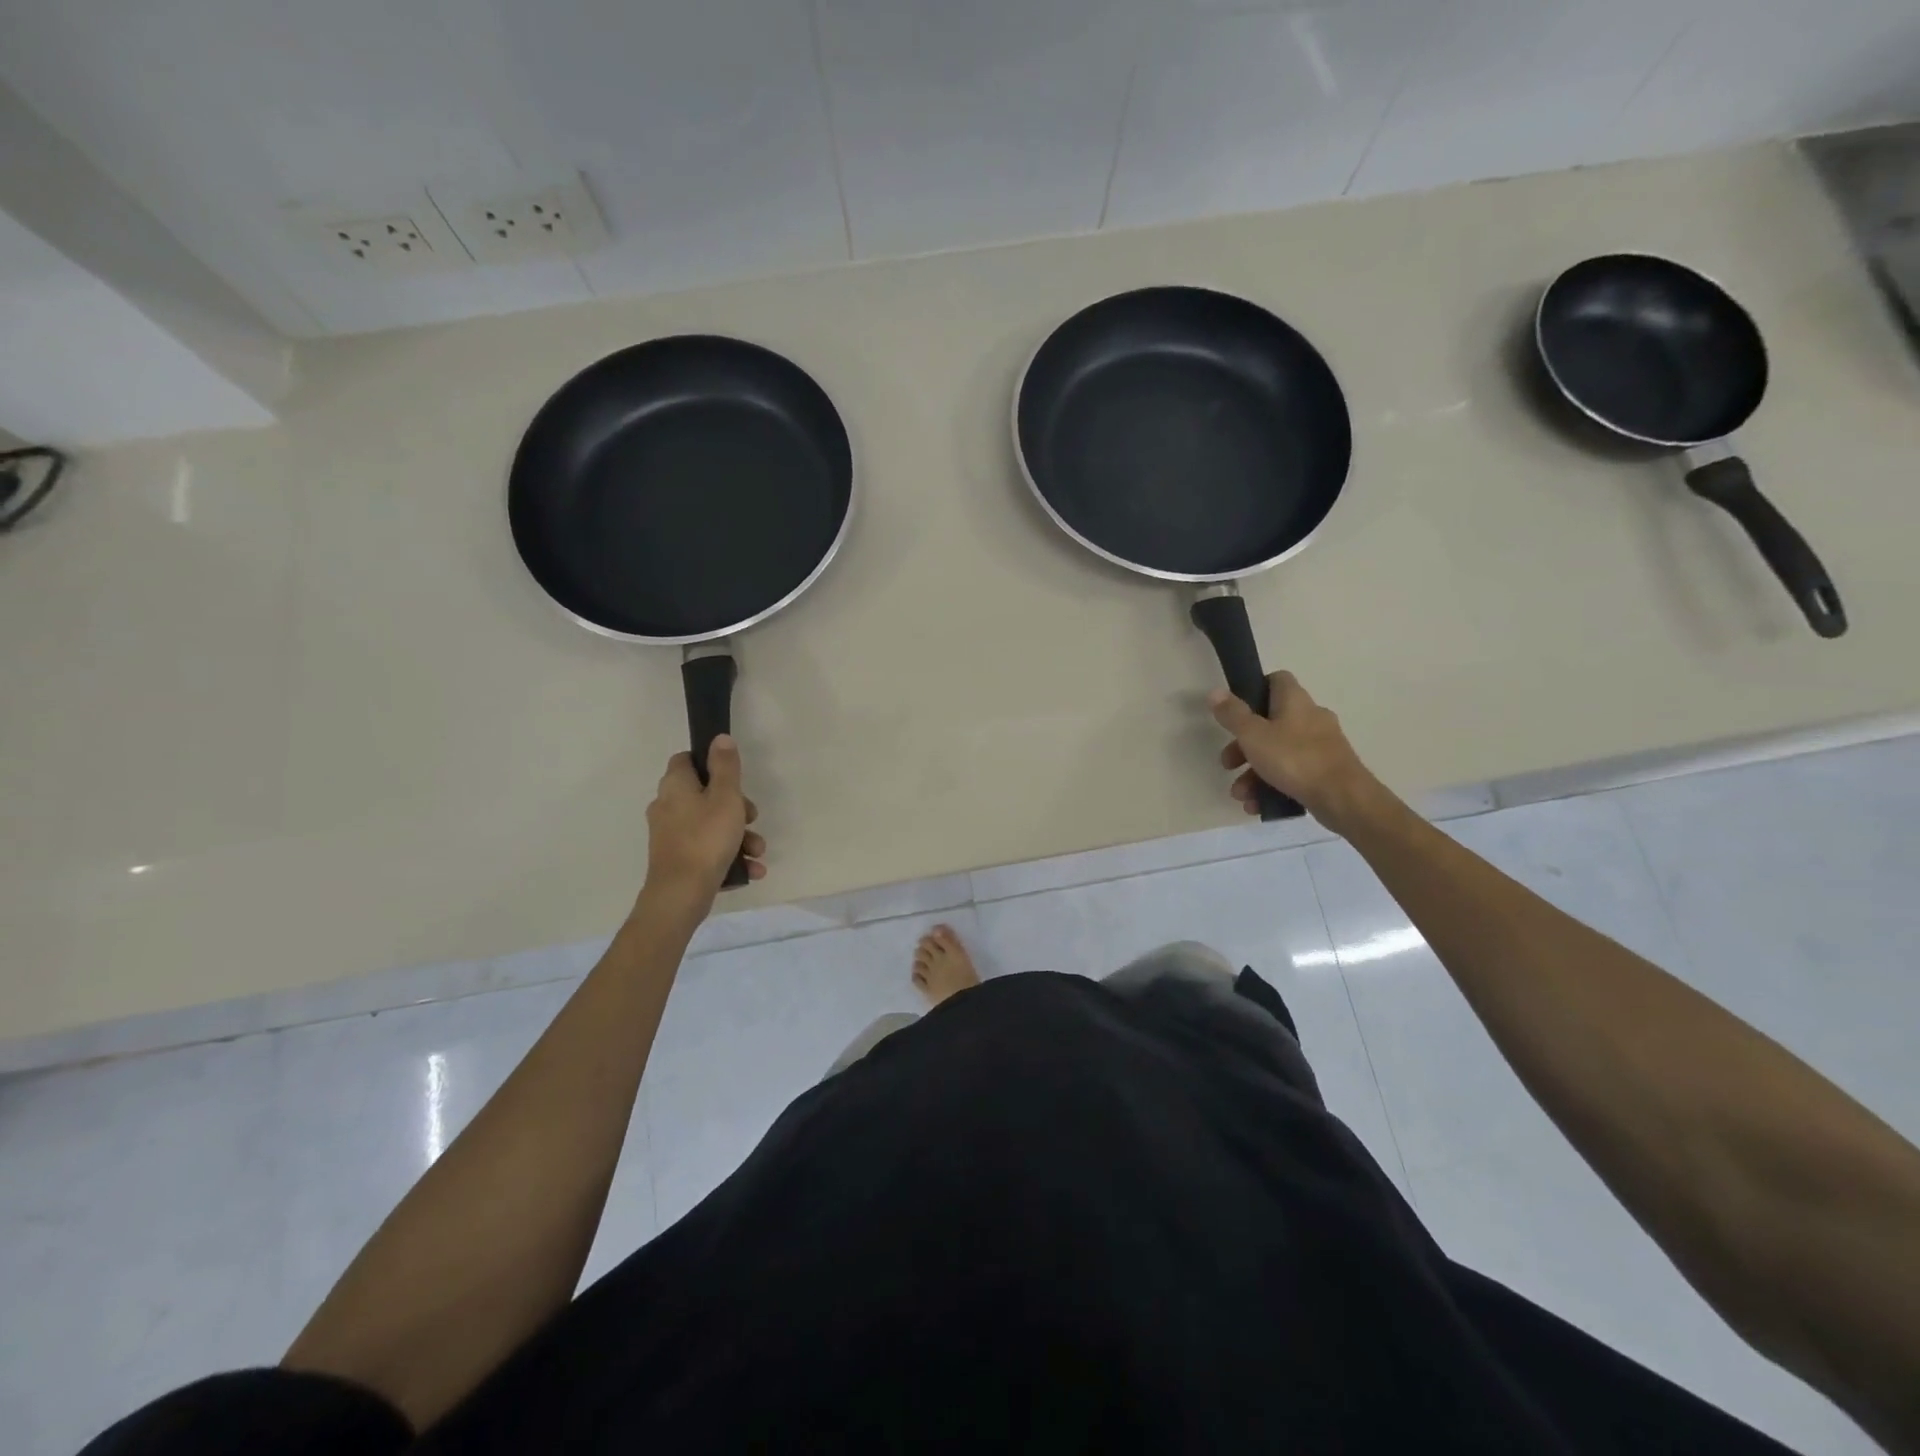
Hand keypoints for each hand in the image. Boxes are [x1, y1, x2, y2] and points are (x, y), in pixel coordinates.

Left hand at [643, 736, 765, 902]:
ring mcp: (670, 835)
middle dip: (737, 808)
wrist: (681, 894)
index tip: (734, 777)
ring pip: (711, 825)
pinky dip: (729, 856)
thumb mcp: (726, 797)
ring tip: (758, 852)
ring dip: (739, 836)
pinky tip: (750, 870)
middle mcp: (667, 806)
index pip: (687, 760)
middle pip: (705, 795)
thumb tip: (720, 739)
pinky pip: (707, 849)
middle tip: (752, 818)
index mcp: (675, 786)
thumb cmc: (706, 838)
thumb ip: (726, 767)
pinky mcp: (677, 859)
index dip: (711, 763)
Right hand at [1210, 673, 1392, 837]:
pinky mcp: (1326, 770)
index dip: (1254, 690)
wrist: (1344, 798)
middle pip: (1270, 723)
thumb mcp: (1253, 735)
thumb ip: (1233, 714)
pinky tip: (1258, 805)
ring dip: (1254, 772)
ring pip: (1278, 752)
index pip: (1276, 680)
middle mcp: (1311, 717)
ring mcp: (1321, 745)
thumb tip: (1215, 692)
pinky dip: (1273, 785)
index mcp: (1295, 701)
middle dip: (1244, 746)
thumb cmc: (1294, 759)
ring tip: (1240, 795)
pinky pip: (1292, 772)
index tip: (1235, 711)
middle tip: (1228, 764)